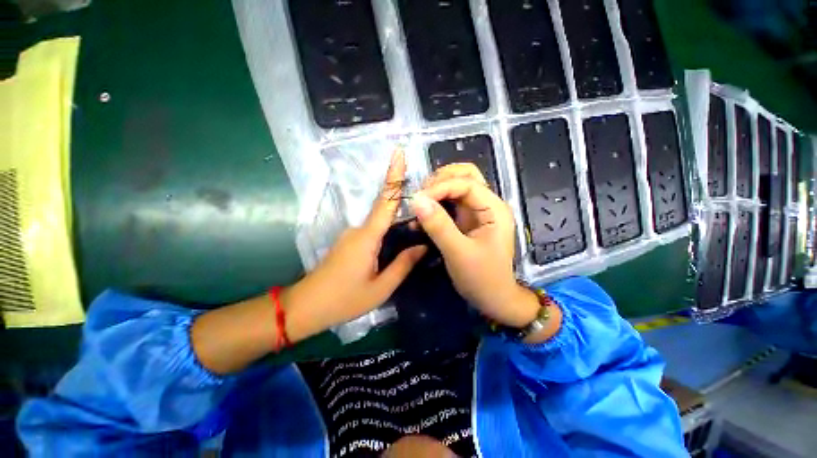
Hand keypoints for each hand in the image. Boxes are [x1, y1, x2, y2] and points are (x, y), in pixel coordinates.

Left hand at [282, 149, 426, 340]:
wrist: (306, 307)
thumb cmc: (344, 299)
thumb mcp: (381, 288)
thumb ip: (403, 265)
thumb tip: (422, 246)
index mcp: (367, 237)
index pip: (385, 201)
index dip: (393, 176)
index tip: (399, 153)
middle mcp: (358, 229)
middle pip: (385, 210)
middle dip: (404, 205)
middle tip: (426, 211)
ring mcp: (352, 235)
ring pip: (380, 223)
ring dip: (397, 223)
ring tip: (417, 232)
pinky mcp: (349, 242)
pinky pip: (373, 232)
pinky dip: (387, 233)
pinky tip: (398, 244)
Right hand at [411, 164, 538, 327]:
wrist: (494, 299)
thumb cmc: (482, 278)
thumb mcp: (458, 253)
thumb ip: (438, 225)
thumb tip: (416, 200)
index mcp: (494, 209)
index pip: (467, 183)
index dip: (440, 187)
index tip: (417, 199)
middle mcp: (487, 204)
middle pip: (465, 176)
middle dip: (440, 181)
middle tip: (420, 196)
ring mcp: (477, 212)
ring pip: (457, 187)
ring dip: (437, 190)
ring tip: (419, 204)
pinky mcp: (467, 221)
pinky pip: (450, 203)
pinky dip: (436, 204)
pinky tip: (423, 215)